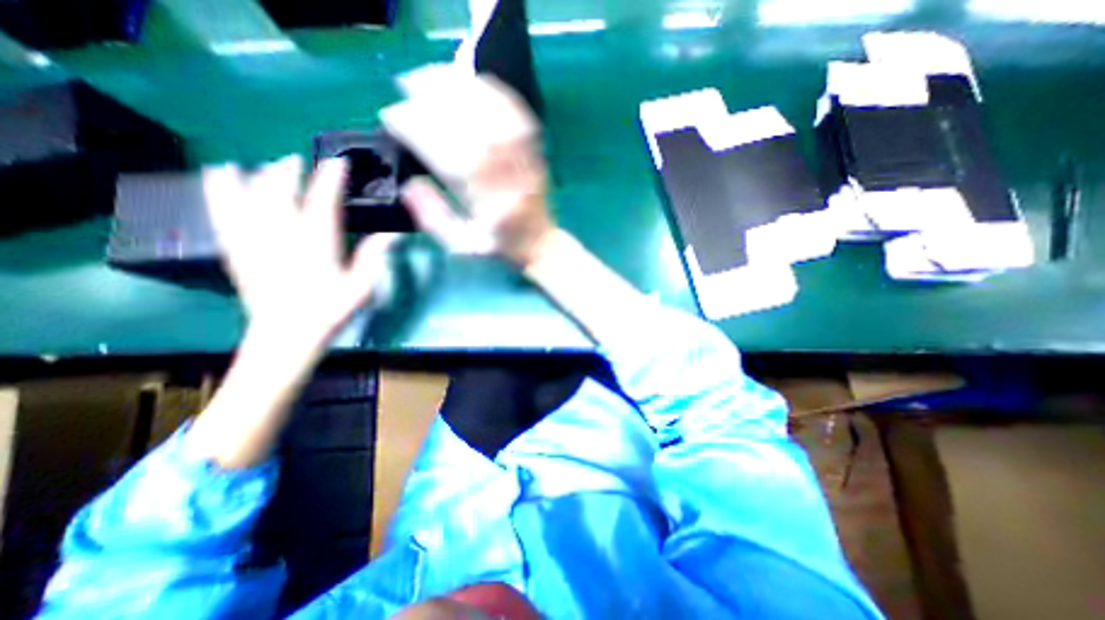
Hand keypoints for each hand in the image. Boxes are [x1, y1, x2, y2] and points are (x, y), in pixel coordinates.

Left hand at [203, 155, 393, 358]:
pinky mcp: (237, 248)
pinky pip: (222, 210)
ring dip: (258, 175)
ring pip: (248, 194)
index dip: (331, 178)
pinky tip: (221, 175)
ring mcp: (254, 239)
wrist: (287, 335)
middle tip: (298, 161)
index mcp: (316, 243)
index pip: (323, 200)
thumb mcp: (362, 287)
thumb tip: (393, 233)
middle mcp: (282, 234)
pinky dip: (220, 189)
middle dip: (290, 171)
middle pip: (280, 190)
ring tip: (263, 164)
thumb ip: (374, 257)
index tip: (339, 163)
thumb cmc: (330, 311)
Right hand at [382, 71, 555, 268]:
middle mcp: (513, 183)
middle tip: (406, 85)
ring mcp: (528, 166)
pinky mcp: (537, 155)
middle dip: (438, 104)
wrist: (540, 245)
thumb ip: (435, 220)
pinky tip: (473, 81)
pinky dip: (496, 95)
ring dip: (464, 91)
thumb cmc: (500, 247)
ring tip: (431, 75)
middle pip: (478, 134)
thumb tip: (409, 185)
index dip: (422, 135)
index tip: (393, 118)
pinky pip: (520, 118)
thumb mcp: (464, 246)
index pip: (455, 164)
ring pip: (499, 119)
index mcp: (492, 209)